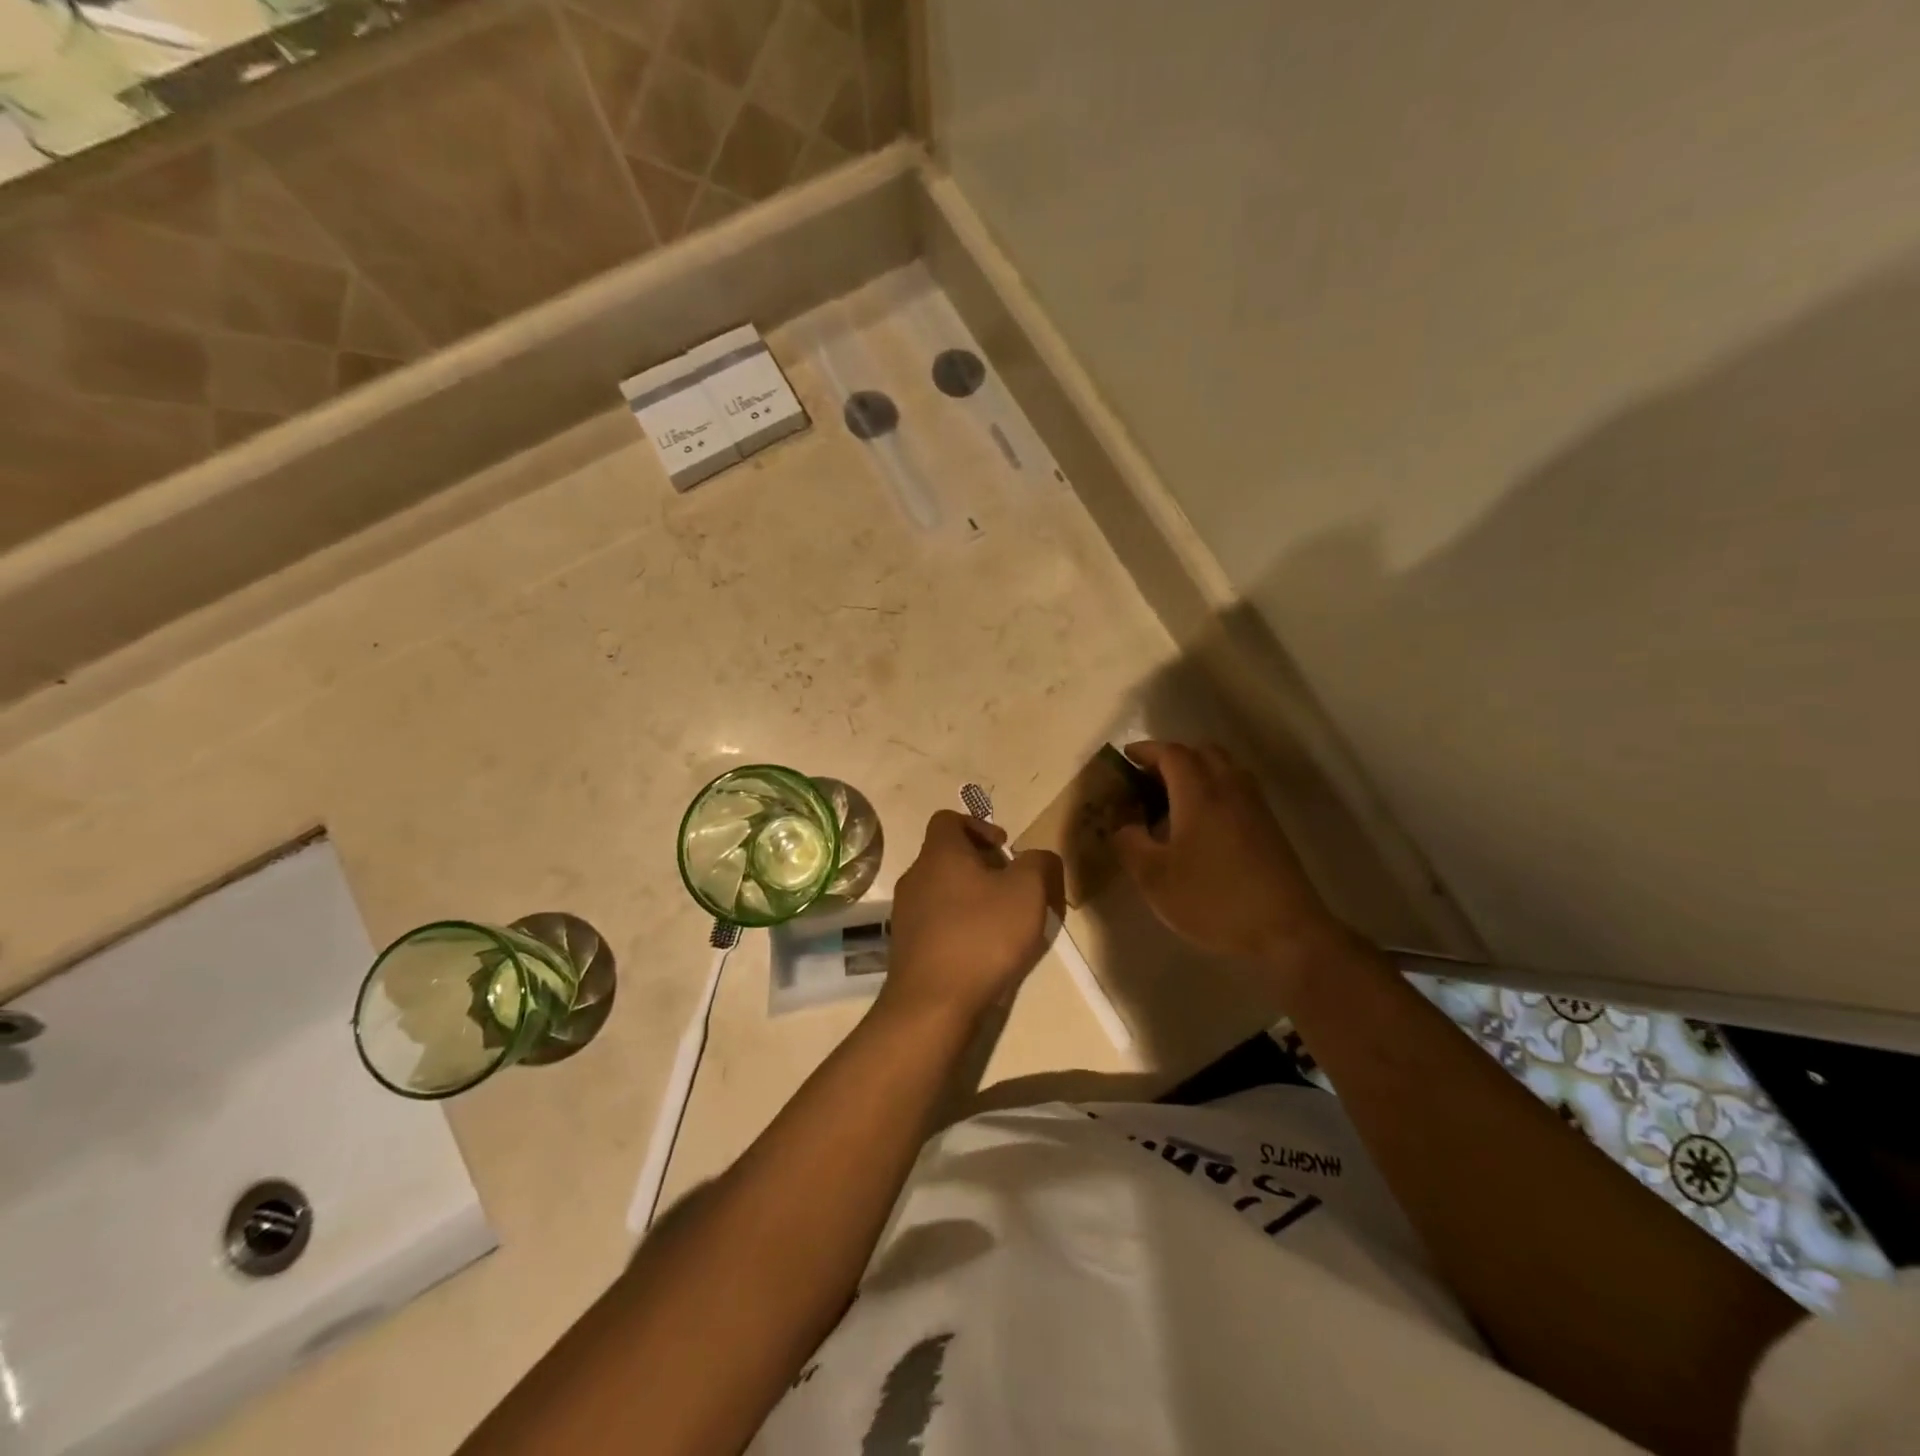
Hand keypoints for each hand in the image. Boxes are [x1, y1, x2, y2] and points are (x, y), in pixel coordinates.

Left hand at [882, 811, 1059, 1022]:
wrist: (933, 1003)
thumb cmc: (982, 935)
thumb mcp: (1028, 891)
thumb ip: (1039, 863)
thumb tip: (1038, 857)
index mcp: (940, 853)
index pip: (949, 819)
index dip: (979, 826)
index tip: (1005, 848)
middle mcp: (915, 876)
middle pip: (947, 856)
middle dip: (980, 865)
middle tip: (1011, 886)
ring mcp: (906, 912)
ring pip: (941, 890)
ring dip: (970, 897)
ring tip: (1001, 921)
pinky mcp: (906, 945)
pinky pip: (935, 922)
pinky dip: (958, 925)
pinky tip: (981, 950)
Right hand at [1114, 742, 1345, 984]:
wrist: (1285, 929)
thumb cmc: (1212, 899)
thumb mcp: (1154, 877)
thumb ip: (1129, 842)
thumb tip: (1123, 823)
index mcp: (1199, 792)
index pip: (1170, 753)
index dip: (1145, 750)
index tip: (1124, 760)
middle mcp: (1229, 787)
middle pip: (1201, 752)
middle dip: (1171, 758)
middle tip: (1147, 782)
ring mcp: (1254, 805)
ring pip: (1223, 768)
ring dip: (1196, 773)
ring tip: (1172, 802)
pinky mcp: (1268, 825)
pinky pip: (1236, 789)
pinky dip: (1214, 790)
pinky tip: (1200, 825)